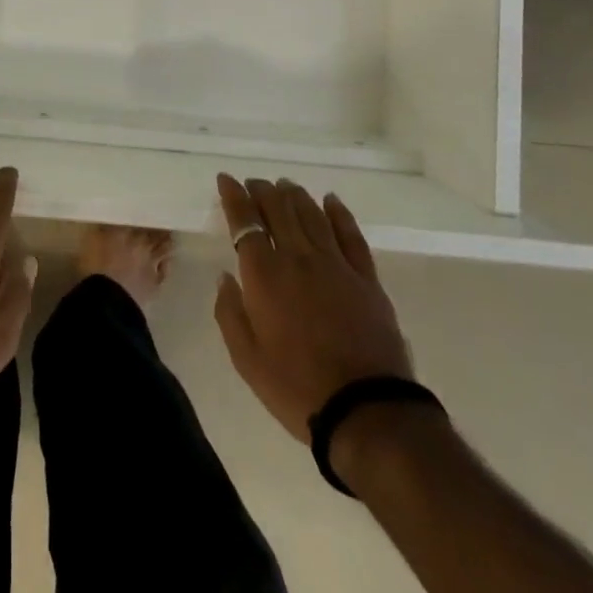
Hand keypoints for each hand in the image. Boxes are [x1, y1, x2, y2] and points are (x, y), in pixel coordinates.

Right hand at [213, 173, 412, 444]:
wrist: (367, 412)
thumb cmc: (297, 388)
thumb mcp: (246, 359)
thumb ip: (229, 312)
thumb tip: (225, 277)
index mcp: (264, 275)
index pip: (244, 221)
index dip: (233, 196)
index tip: (226, 180)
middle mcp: (297, 257)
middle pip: (278, 208)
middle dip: (262, 190)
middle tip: (254, 184)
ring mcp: (335, 264)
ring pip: (311, 214)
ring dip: (295, 195)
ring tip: (285, 186)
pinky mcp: (366, 278)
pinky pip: (350, 234)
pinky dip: (338, 212)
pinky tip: (331, 200)